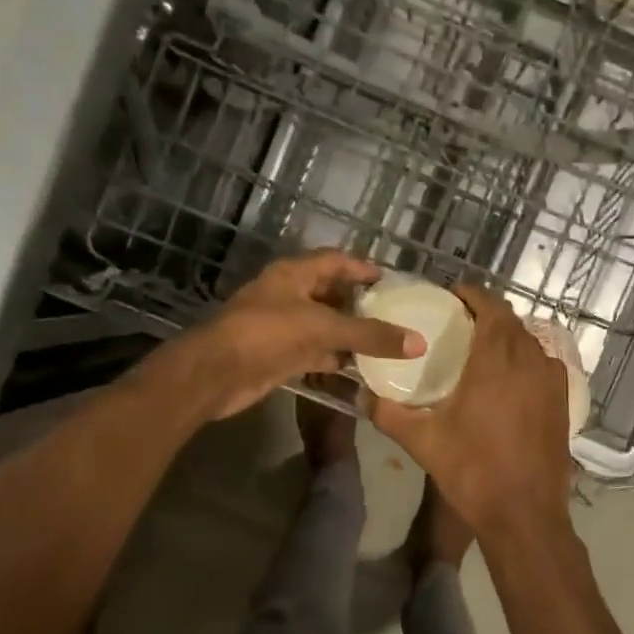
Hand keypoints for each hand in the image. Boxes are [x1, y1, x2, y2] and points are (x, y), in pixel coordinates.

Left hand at [151, 251, 420, 421]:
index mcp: (293, 275)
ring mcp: (282, 327)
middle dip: (359, 303)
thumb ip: (370, 335)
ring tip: (385, 342)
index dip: (362, 267)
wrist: (216, 373)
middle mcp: (288, 296)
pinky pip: (315, 353)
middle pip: (330, 293)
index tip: (390, 279)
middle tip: (394, 314)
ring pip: (324, 325)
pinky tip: (360, 368)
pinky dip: (335, 359)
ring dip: (349, 334)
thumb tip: (418, 342)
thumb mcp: (322, 327)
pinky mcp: (279, 356)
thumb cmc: (266, 334)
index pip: (335, 261)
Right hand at [368, 284, 571, 538]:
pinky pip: (543, 365)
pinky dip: (525, 361)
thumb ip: (387, 413)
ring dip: (507, 337)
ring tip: (481, 350)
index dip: (472, 295)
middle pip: (511, 321)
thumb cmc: (473, 470)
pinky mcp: (564, 402)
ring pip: (530, 342)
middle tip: (458, 324)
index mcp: (497, 359)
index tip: (451, 297)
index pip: (490, 306)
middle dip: (486, 314)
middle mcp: (531, 360)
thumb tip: (362, 395)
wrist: (525, 514)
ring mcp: (553, 381)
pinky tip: (508, 381)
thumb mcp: (422, 441)